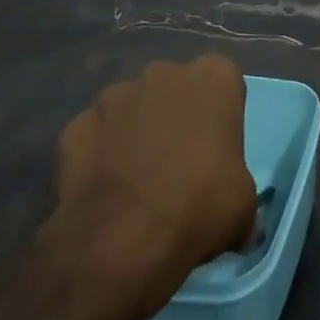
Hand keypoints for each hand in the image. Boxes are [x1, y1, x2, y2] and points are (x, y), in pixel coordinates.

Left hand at [37, 54, 256, 319]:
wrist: (122, 246)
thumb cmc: (199, 209)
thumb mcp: (243, 205)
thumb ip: (239, 188)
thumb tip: (239, 219)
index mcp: (214, 78)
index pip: (223, 83)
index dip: (220, 115)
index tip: (217, 149)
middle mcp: (164, 73)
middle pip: (175, 88)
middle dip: (176, 114)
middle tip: (179, 162)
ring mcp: (115, 97)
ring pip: (132, 106)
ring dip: (136, 130)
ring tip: (137, 178)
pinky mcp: (76, 126)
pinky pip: (96, 133)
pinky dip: (100, 152)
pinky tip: (105, 187)